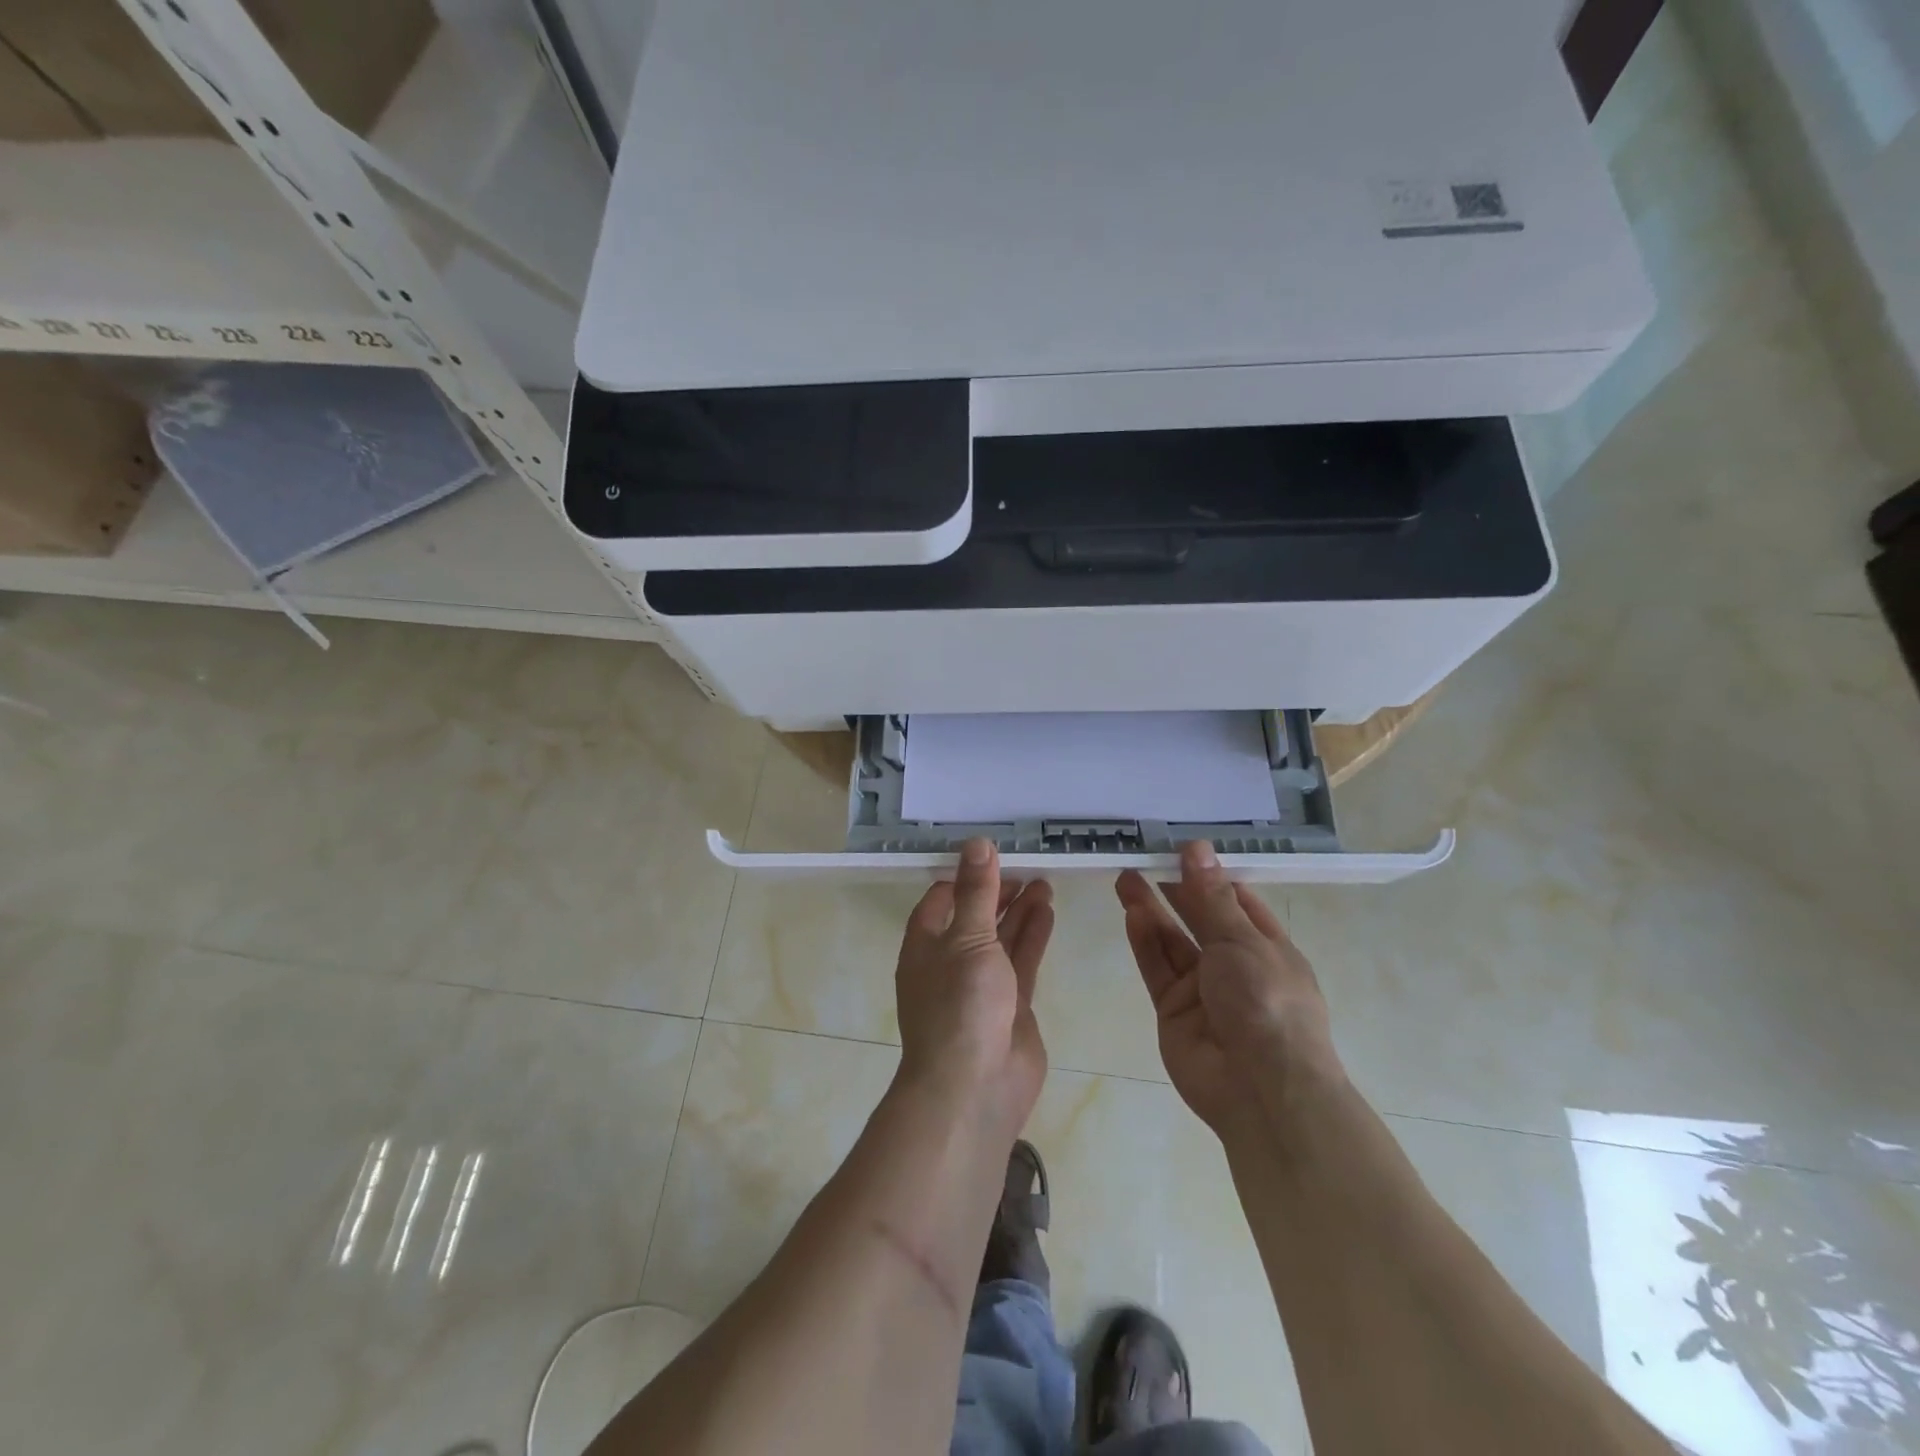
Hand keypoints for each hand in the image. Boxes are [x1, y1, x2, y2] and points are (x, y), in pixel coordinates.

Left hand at [896, 840, 1054, 1134]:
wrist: (975, 1087)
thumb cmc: (960, 1004)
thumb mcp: (967, 938)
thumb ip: (977, 892)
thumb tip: (977, 842)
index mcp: (925, 945)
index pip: (941, 899)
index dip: (964, 877)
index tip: (992, 855)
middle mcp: (950, 961)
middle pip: (975, 916)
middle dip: (997, 892)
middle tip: (1027, 866)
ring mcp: (981, 985)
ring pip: (1001, 938)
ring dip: (1020, 911)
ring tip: (1044, 882)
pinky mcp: (1011, 1004)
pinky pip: (1022, 961)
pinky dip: (1033, 936)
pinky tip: (1048, 912)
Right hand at [1116, 843, 1342, 1136]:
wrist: (1262, 1090)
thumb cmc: (1267, 1002)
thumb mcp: (1242, 941)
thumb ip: (1210, 897)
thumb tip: (1196, 848)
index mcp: (1266, 946)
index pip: (1236, 900)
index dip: (1209, 874)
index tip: (1179, 848)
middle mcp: (1234, 964)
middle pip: (1198, 918)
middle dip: (1173, 888)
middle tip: (1142, 857)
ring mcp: (1202, 989)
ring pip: (1172, 941)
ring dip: (1151, 910)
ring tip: (1125, 877)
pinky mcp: (1173, 1010)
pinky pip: (1158, 968)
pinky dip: (1145, 941)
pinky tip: (1131, 914)